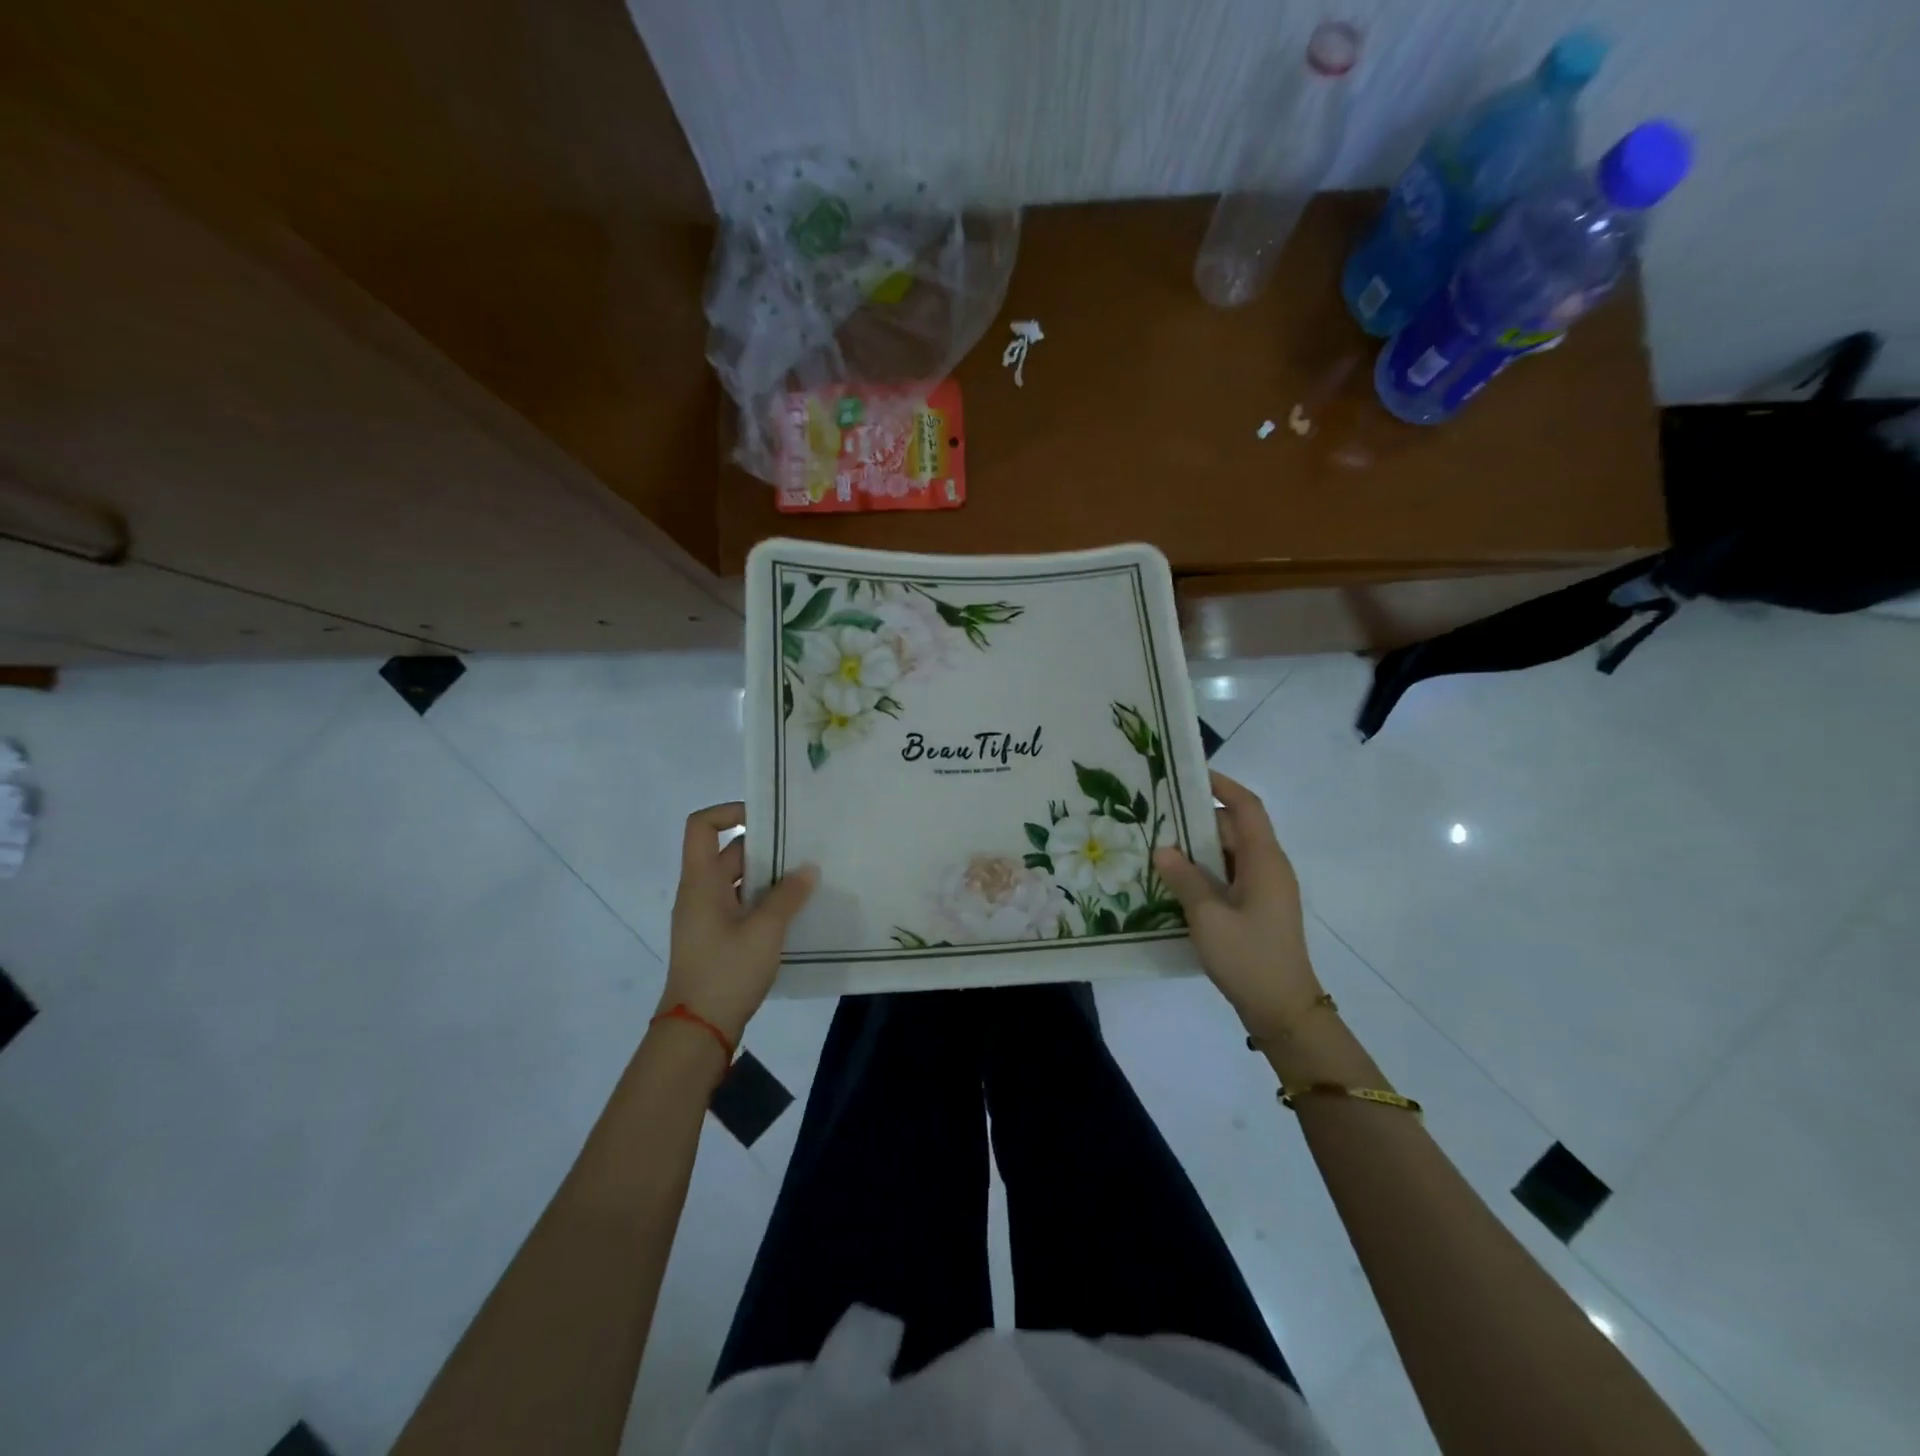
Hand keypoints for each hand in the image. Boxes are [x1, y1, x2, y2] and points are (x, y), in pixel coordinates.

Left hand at [660, 802, 816, 1046]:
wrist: (697, 1031)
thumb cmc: (726, 972)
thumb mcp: (765, 931)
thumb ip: (788, 896)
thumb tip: (808, 868)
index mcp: (701, 882)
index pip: (702, 826)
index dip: (730, 811)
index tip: (767, 818)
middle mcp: (700, 893)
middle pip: (728, 853)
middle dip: (765, 847)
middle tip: (804, 848)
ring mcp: (707, 918)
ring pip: (738, 881)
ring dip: (769, 877)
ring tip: (807, 877)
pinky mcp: (717, 939)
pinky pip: (741, 906)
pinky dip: (764, 901)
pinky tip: (795, 911)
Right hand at [1153, 771, 1319, 1036]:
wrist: (1284, 1011)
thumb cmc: (1249, 958)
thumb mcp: (1208, 917)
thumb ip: (1184, 879)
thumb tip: (1163, 848)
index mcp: (1265, 861)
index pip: (1246, 806)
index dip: (1221, 785)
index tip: (1188, 773)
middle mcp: (1269, 867)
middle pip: (1234, 828)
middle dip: (1197, 819)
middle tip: (1156, 815)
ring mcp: (1265, 889)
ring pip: (1229, 854)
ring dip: (1197, 849)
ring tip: (1157, 846)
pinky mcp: (1257, 908)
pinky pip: (1229, 876)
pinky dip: (1204, 872)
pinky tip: (1174, 881)